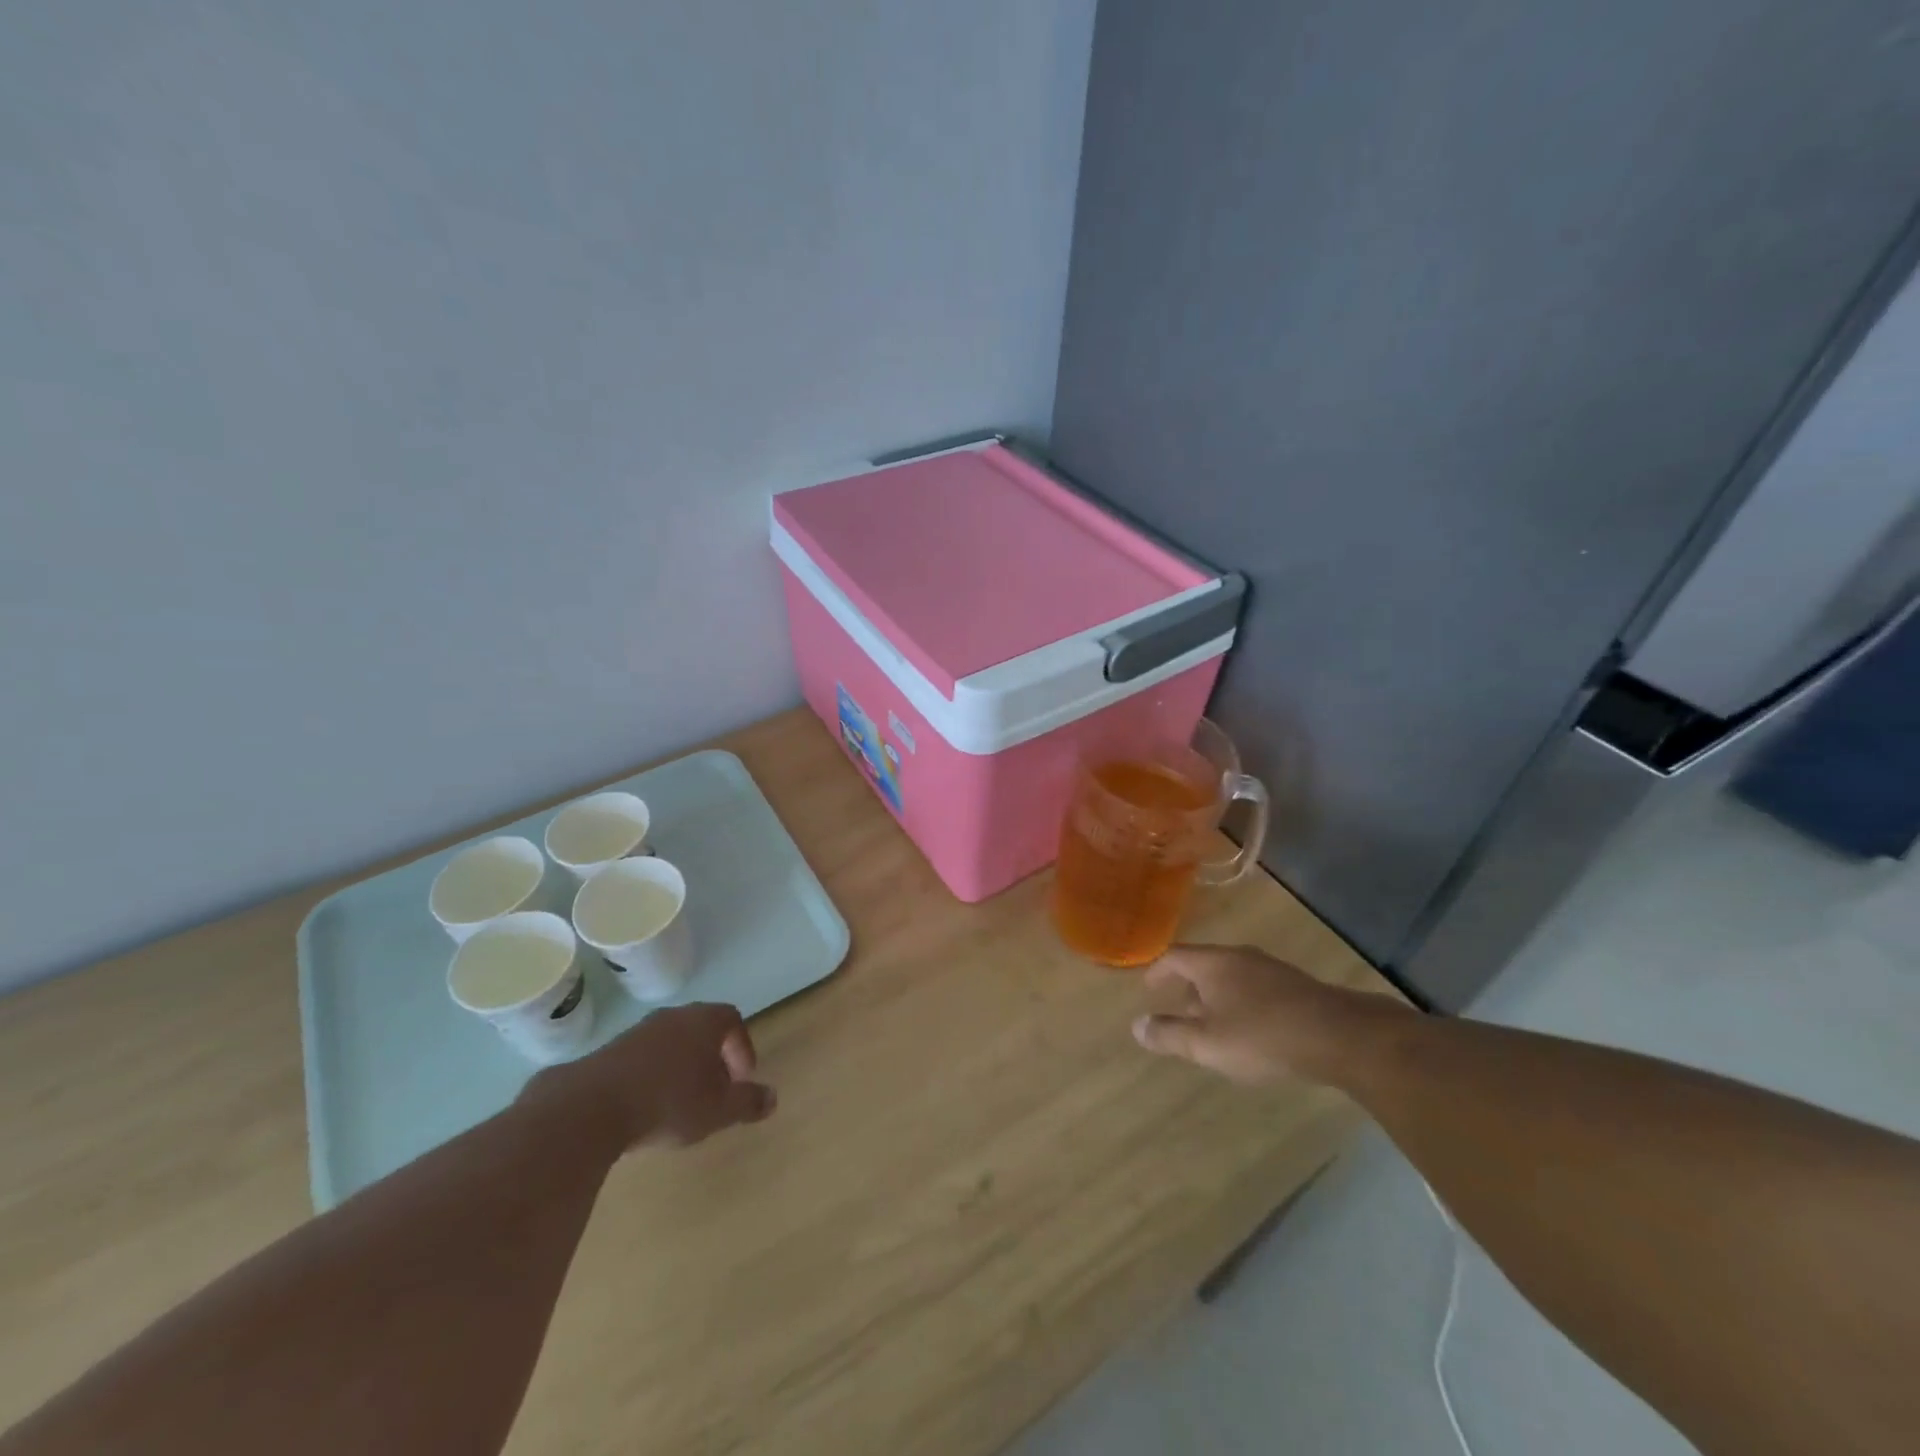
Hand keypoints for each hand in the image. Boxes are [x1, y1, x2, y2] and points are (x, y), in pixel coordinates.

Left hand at [534, 1002, 776, 1151]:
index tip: (742, 1078)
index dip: (741, 1047)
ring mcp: (638, 1032)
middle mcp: (673, 1017)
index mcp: (704, 1021)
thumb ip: (748, 1102)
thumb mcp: (718, 1110)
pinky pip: (643, 1058)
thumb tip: (773, 1098)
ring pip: (671, 1043)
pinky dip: (652, 1076)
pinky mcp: (608, 1052)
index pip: (732, 1020)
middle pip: (701, 1029)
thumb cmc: (668, 1102)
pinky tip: (647, 1107)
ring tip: (681, 1101)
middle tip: (715, 1089)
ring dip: (681, 1067)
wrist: (591, 1108)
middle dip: (712, 1058)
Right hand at [1132, 944, 1405, 1086]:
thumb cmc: (1262, 1036)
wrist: (1339, 1036)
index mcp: (1214, 963)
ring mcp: (1272, 969)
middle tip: (1178, 1006)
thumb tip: (1137, 1026)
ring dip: (1216, 995)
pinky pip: (1256, 988)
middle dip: (1188, 985)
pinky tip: (1250, 1028)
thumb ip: (1170, 1035)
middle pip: (1205, 964)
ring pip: (1232, 976)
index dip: (1158, 971)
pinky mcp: (1297, 987)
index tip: (1148, 988)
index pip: (1175, 956)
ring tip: (1212, 1021)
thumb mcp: (1207, 1042)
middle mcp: (1240, 957)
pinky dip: (1242, 1002)